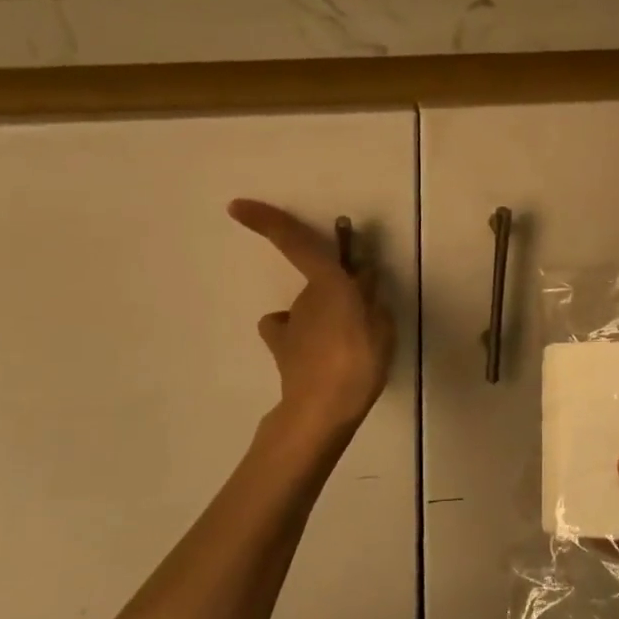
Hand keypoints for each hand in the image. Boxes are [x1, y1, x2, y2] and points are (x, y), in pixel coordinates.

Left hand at [228, 199, 394, 434]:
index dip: (267, 222)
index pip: (296, 244)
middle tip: (368, 313)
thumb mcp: (383, 326)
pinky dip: (300, 336)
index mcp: (329, 284)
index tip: (236, 207)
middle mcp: (304, 298)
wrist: (322, 410)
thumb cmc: (359, 362)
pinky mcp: (282, 349)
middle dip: (339, 290)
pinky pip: (290, 332)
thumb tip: (364, 279)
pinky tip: (317, 353)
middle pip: (322, 282)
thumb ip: (373, 300)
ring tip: (349, 344)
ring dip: (326, 317)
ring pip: (310, 309)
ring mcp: (291, 324)